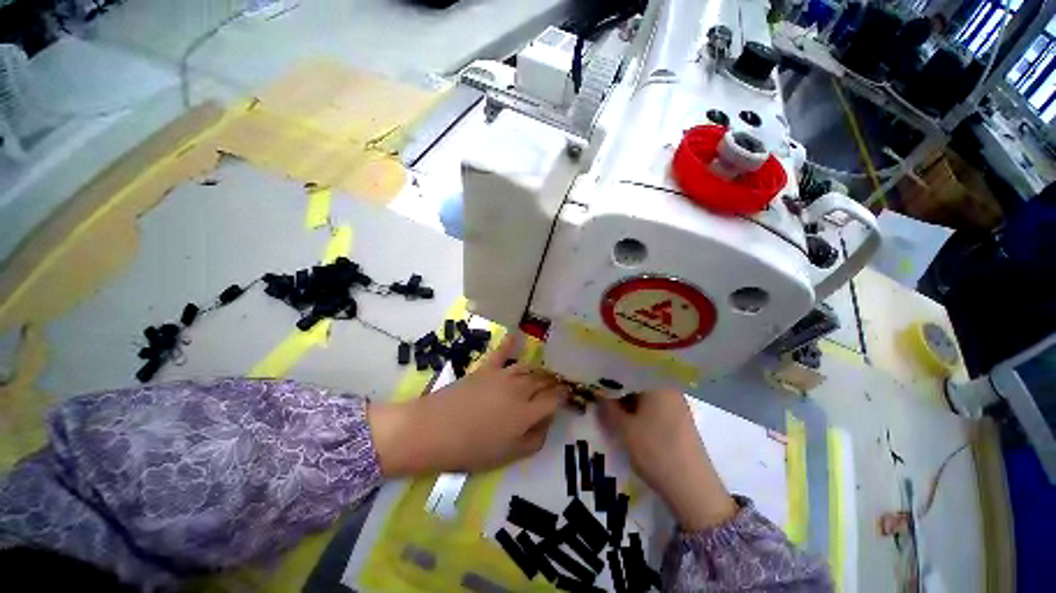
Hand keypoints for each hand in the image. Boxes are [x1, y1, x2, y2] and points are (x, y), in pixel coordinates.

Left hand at [369, 336, 568, 474]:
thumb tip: (547, 422)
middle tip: (558, 384)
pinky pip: (502, 351)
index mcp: (528, 411)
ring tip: (543, 373)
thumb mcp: (509, 456)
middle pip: (544, 380)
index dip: (564, 396)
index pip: (555, 398)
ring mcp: (503, 375)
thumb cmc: (472, 449)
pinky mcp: (486, 368)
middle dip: (554, 382)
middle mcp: (520, 388)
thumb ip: (535, 439)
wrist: (434, 430)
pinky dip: (511, 343)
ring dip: (539, 370)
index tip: (568, 395)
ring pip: (529, 367)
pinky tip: (518, 335)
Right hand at [598, 390, 737, 531]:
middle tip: (598, 399)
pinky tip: (627, 423)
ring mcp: (676, 405)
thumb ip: (607, 408)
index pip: (627, 372)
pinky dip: (639, 413)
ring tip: (609, 412)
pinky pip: (653, 409)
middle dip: (617, 392)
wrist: (693, 489)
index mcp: (657, 383)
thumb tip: (597, 394)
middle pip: (636, 383)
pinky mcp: (679, 421)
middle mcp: (669, 389)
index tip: (593, 385)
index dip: (608, 379)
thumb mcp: (624, 429)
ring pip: (644, 397)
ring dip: (627, 403)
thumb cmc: (655, 451)